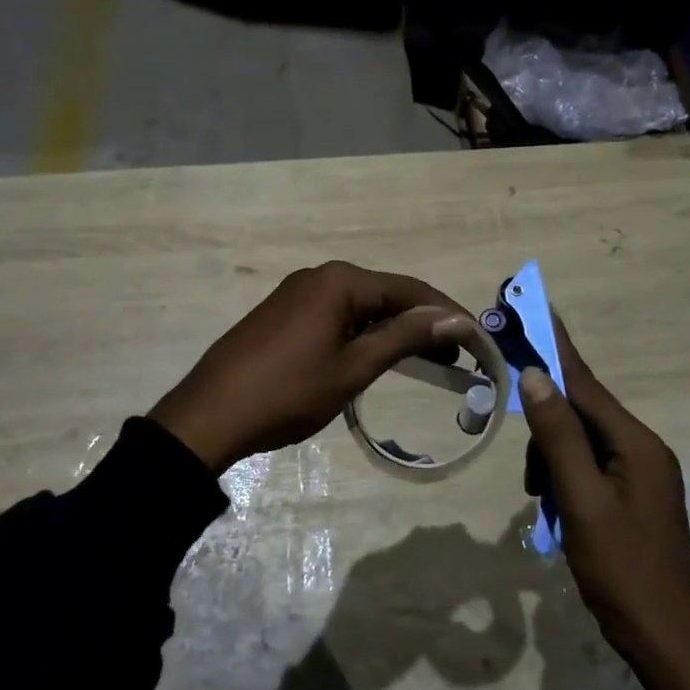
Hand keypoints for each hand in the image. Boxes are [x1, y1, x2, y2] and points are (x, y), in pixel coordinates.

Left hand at [149, 261, 474, 475]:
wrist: (211, 414)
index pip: (409, 289)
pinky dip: (364, 333)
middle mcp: (320, 276)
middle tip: (458, 354)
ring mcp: (298, 293)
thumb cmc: (289, 392)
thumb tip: (453, 318)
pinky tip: (378, 354)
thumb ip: (404, 338)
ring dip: (395, 329)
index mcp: (340, 281)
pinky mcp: (284, 313)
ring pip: (361, 306)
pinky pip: (337, 315)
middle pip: (386, 294)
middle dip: (423, 322)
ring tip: (428, 359)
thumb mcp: (353, 367)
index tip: (478, 337)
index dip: (447, 313)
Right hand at [519, 319, 689, 689]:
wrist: (667, 643)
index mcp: (637, 444)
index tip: (531, 307)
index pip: (585, 382)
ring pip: (580, 444)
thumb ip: (558, 437)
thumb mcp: (581, 501)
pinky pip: (588, 469)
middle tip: (532, 481)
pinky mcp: (633, 497)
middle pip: (580, 415)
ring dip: (552, 465)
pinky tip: (555, 512)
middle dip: (547, 436)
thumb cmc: (622, 571)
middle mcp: (642, 449)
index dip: (554, 346)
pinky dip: (564, 482)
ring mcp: (641, 475)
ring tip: (545, 507)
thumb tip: (535, 377)